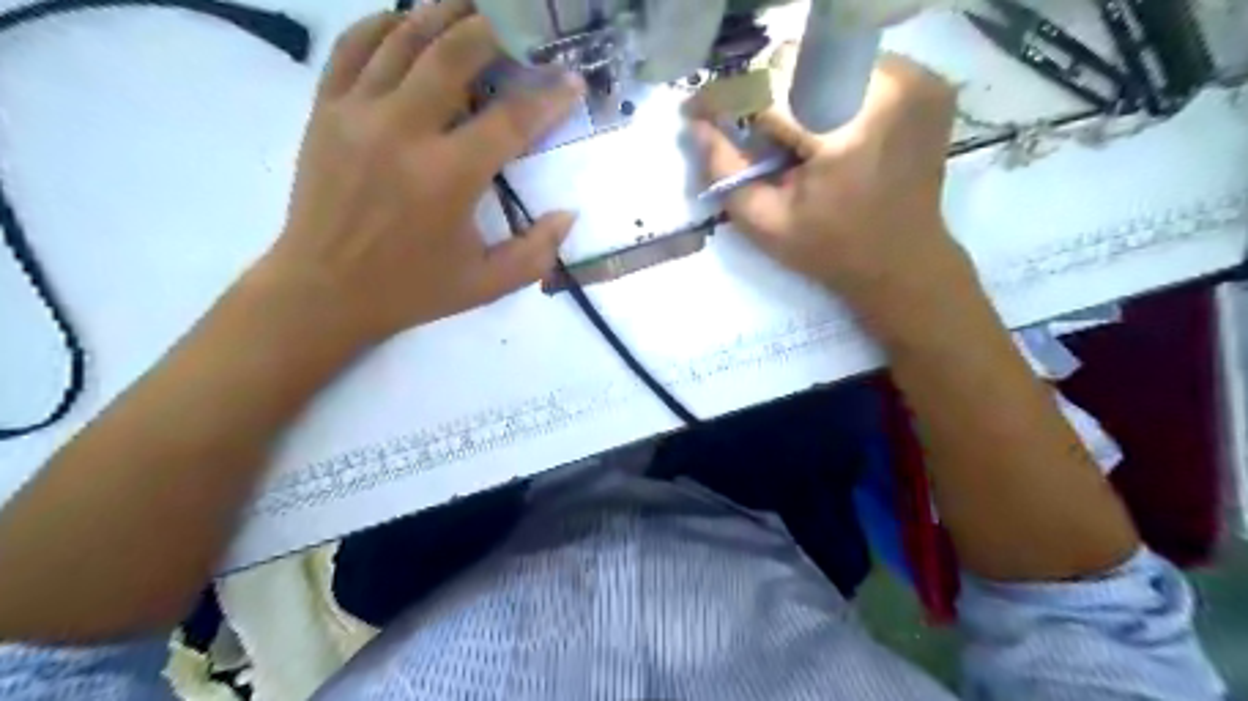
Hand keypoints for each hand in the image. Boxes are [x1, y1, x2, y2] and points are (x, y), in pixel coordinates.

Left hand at [263, 0, 585, 349]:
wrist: (324, 290)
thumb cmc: (412, 289)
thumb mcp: (486, 284)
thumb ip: (537, 252)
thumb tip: (569, 214)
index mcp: (449, 178)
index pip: (511, 119)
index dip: (549, 95)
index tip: (571, 79)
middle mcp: (404, 132)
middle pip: (455, 53)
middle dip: (496, 29)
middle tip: (521, 25)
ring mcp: (358, 114)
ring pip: (404, 37)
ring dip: (444, 13)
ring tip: (473, 8)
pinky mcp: (326, 109)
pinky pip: (354, 45)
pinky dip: (384, 24)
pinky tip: (409, 23)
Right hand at [699, 58, 969, 308]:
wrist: (903, 260)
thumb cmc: (829, 250)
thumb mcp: (765, 222)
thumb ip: (724, 170)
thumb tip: (696, 124)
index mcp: (846, 132)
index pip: (768, 89)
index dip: (725, 96)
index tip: (697, 112)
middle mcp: (887, 89)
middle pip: (797, 62)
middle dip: (761, 93)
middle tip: (750, 133)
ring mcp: (913, 80)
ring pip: (825, 56)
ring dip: (794, 89)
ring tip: (793, 136)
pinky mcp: (925, 81)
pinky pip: (857, 64)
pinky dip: (828, 87)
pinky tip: (825, 126)